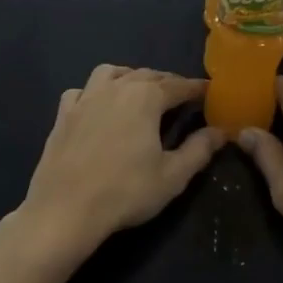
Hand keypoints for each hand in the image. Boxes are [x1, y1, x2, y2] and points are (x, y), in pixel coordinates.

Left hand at [10, 65, 222, 260]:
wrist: (66, 208)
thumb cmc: (126, 192)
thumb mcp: (173, 176)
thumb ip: (199, 150)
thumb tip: (220, 132)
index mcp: (145, 97)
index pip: (178, 85)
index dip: (196, 88)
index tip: (209, 91)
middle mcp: (115, 88)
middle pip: (146, 74)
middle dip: (166, 81)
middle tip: (180, 94)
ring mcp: (84, 98)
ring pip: (111, 73)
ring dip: (130, 76)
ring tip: (139, 91)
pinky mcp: (62, 114)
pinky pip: (81, 91)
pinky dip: (94, 91)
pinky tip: (97, 105)